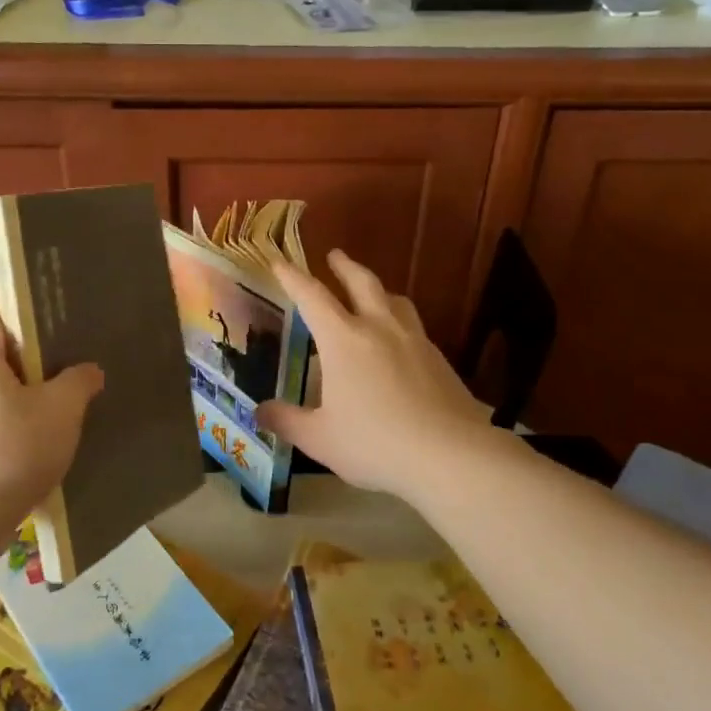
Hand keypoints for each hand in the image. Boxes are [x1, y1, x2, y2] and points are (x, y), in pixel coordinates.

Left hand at [0, 296, 103, 530]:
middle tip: (77, 353)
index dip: (33, 302)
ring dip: (26, 387)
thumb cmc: (10, 453)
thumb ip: (79, 381)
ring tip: (65, 395)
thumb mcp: (60, 411)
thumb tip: (88, 371)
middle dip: (37, 350)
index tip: (67, 308)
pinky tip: (40, 434)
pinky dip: (12, 415)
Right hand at [257, 250, 490, 502]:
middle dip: (344, 266)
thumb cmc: (375, 443)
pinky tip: (398, 341)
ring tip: (371, 292)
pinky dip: (399, 319)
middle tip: (335, 255)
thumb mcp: (320, 438)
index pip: (312, 297)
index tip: (280, 261)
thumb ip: (287, 421)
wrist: (451, 455)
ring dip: (377, 289)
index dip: (293, 277)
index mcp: (343, 340)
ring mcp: (414, 340)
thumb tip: (259, 412)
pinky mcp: (439, 359)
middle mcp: (379, 328)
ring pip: (395, 300)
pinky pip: (414, 326)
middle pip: (362, 282)